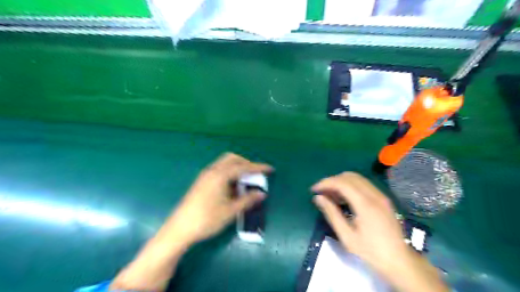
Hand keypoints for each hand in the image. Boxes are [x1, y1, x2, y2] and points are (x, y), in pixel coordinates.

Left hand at [109, 153, 271, 290]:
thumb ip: (247, 200)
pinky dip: (229, 173)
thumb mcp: (230, 211)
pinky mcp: (201, 181)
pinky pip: (219, 170)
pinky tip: (232, 187)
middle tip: (255, 174)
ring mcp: (205, 175)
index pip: (243, 167)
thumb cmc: (207, 219)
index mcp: (220, 175)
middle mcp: (212, 171)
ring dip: (237, 168)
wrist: (179, 229)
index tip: (270, 169)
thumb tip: (262, 193)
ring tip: (245, 181)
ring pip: (224, 164)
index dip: (258, 167)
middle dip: (246, 163)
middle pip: (232, 159)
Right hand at [310, 173, 448, 289]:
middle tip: (322, 193)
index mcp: (365, 204)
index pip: (342, 183)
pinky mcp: (383, 198)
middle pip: (349, 176)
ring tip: (331, 195)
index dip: (326, 183)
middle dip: (332, 181)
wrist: (400, 261)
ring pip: (357, 178)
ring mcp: (381, 195)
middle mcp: (374, 195)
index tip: (314, 190)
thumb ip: (332, 214)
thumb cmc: (371, 251)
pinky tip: (344, 198)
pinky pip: (363, 184)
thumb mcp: (347, 236)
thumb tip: (318, 198)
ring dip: (341, 182)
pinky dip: (350, 186)